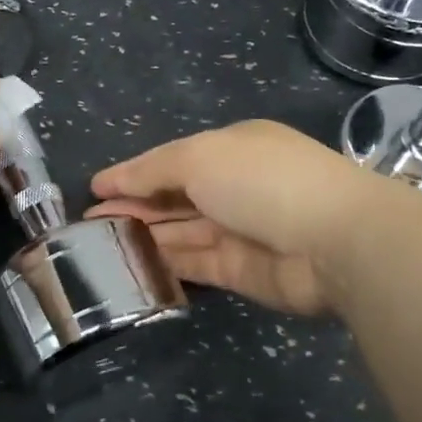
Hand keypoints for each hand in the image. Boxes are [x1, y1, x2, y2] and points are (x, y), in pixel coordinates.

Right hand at [85, 120, 396, 316]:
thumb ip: (152, 170)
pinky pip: (193, 264)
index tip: (95, 189)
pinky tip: (130, 267)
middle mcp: (234, 188)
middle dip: (132, 208)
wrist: (334, 241)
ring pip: (180, 233)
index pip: (171, 161)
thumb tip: (110, 182)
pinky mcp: (241, 271)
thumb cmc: (261, 181)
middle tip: (88, 223)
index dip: (132, 174)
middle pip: (173, 198)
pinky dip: (163, 264)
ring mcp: (238, 231)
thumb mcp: (199, 158)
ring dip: (142, 237)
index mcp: (230, 150)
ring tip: (97, 246)